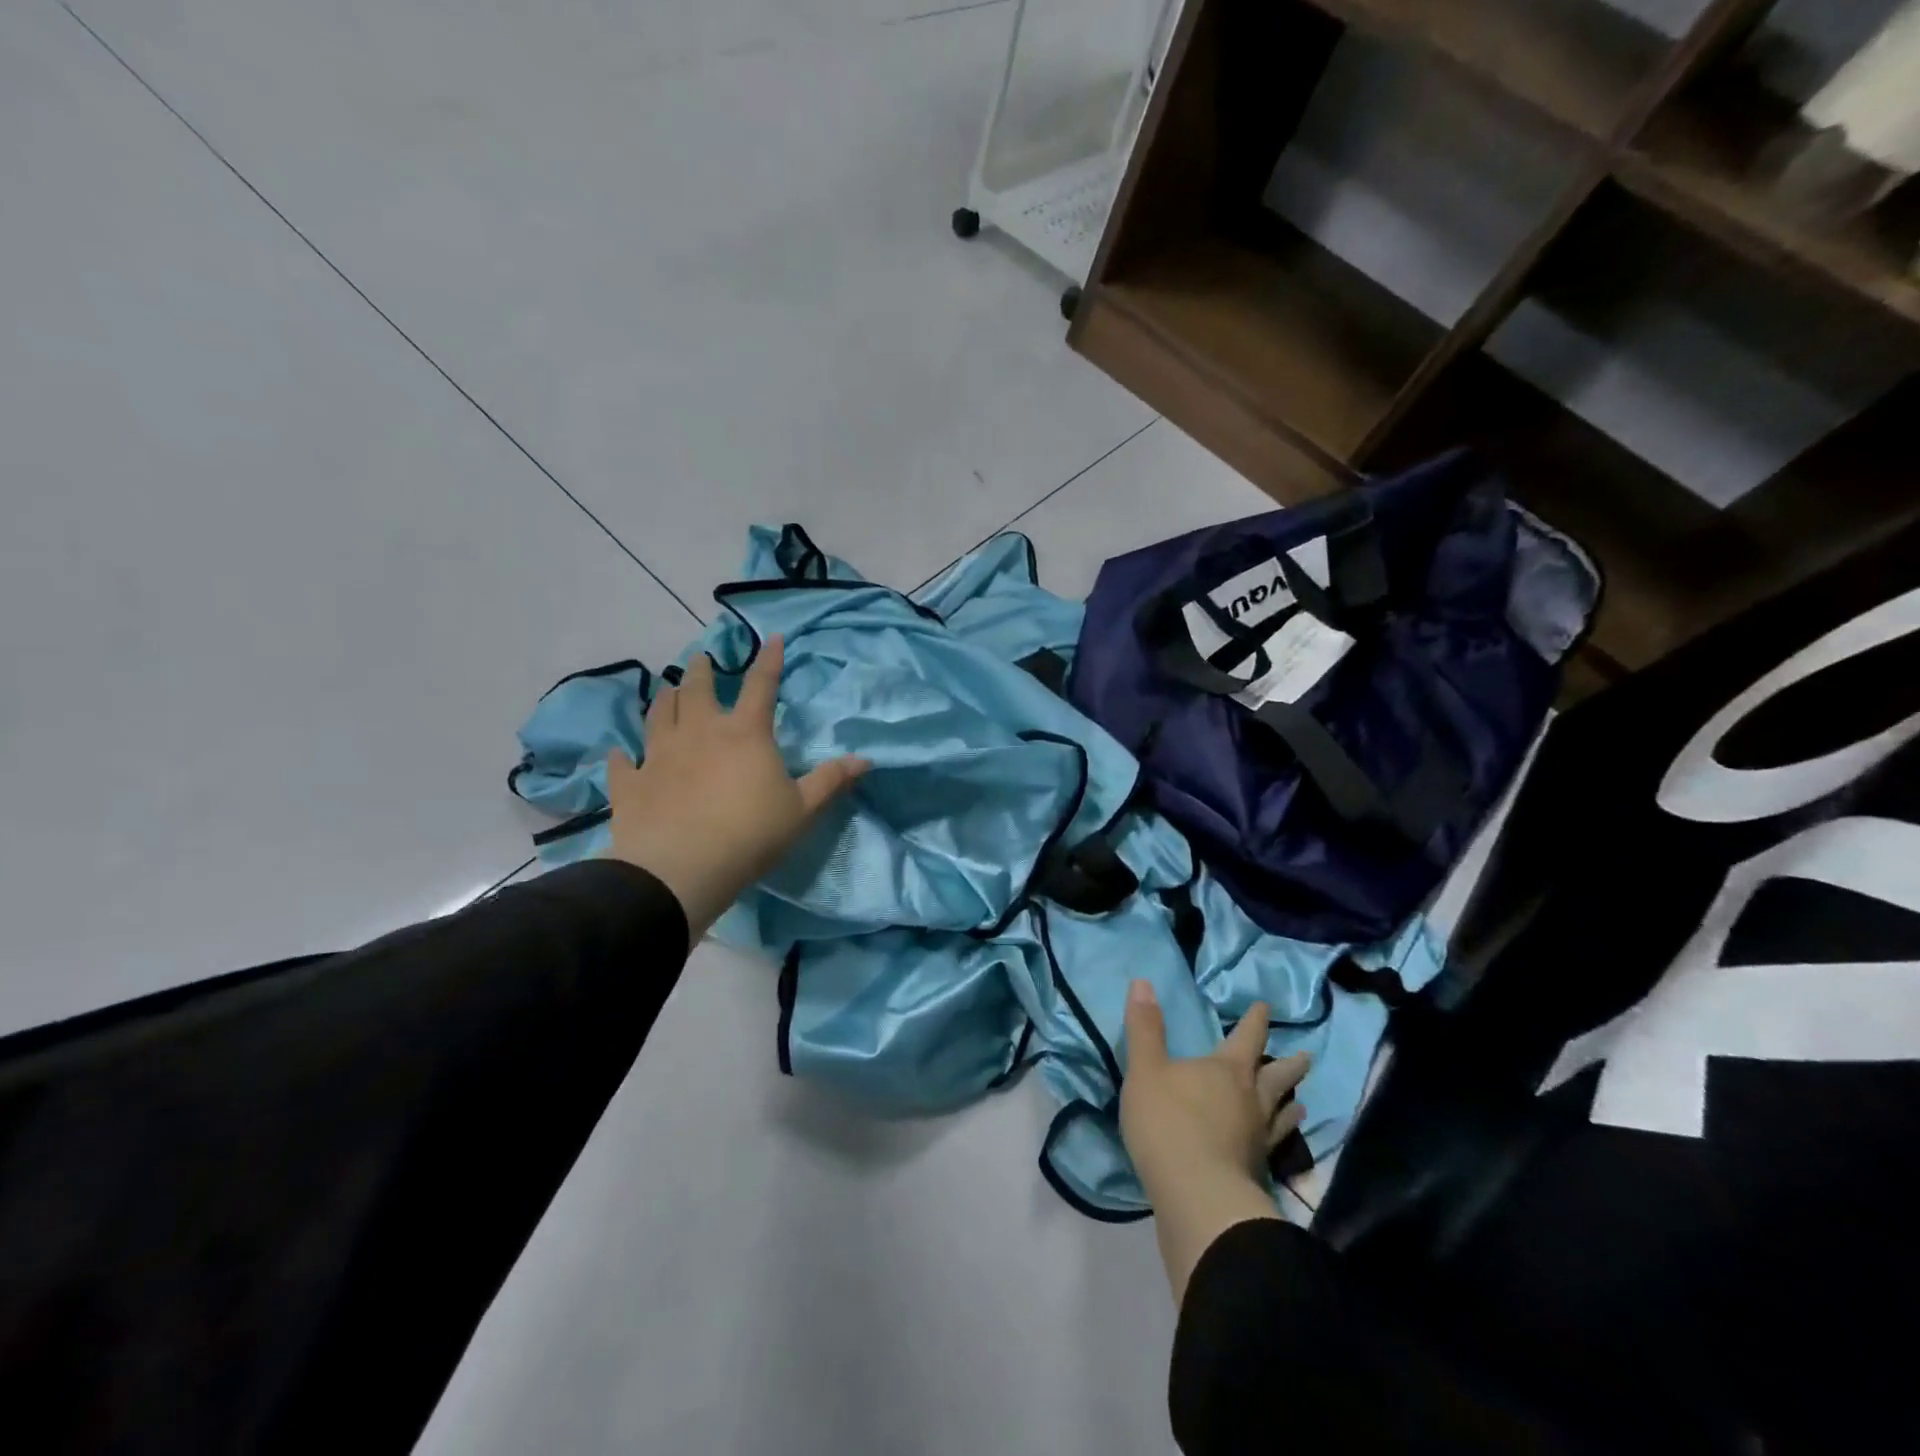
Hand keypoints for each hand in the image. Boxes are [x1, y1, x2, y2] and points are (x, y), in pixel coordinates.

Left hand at [605, 635, 868, 938]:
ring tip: (667, 690)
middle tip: (701, 658)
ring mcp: (658, 755)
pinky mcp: (630, 783)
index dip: (769, 660)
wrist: (681, 869)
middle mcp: (699, 732)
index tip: (771, 638)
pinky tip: (618, 752)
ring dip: (664, 698)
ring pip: (658, 714)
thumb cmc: (751, 834)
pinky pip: (621, 763)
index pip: (761, 686)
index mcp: (744, 733)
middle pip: (698, 689)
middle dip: (701, 669)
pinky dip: (621, 755)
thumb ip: (830, 781)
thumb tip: (865, 759)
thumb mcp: (802, 809)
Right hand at [1120, 980, 1309, 1301]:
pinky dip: (1282, 1140)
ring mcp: (1258, 1138)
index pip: (1246, 1038)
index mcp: (1226, 1070)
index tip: (1266, 1008)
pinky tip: (1277, 1145)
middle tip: (1306, 1057)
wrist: (1196, 1194)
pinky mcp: (1257, 1171)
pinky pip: (1275, 1147)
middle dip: (1288, 1065)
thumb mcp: (1145, 1069)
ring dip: (1291, 1105)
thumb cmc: (1168, 1123)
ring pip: (1281, 1114)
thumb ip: (1145, 1028)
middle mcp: (1251, 1099)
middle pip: (1276, 1077)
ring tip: (1301, 1104)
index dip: (1255, 1021)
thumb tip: (1142, 982)